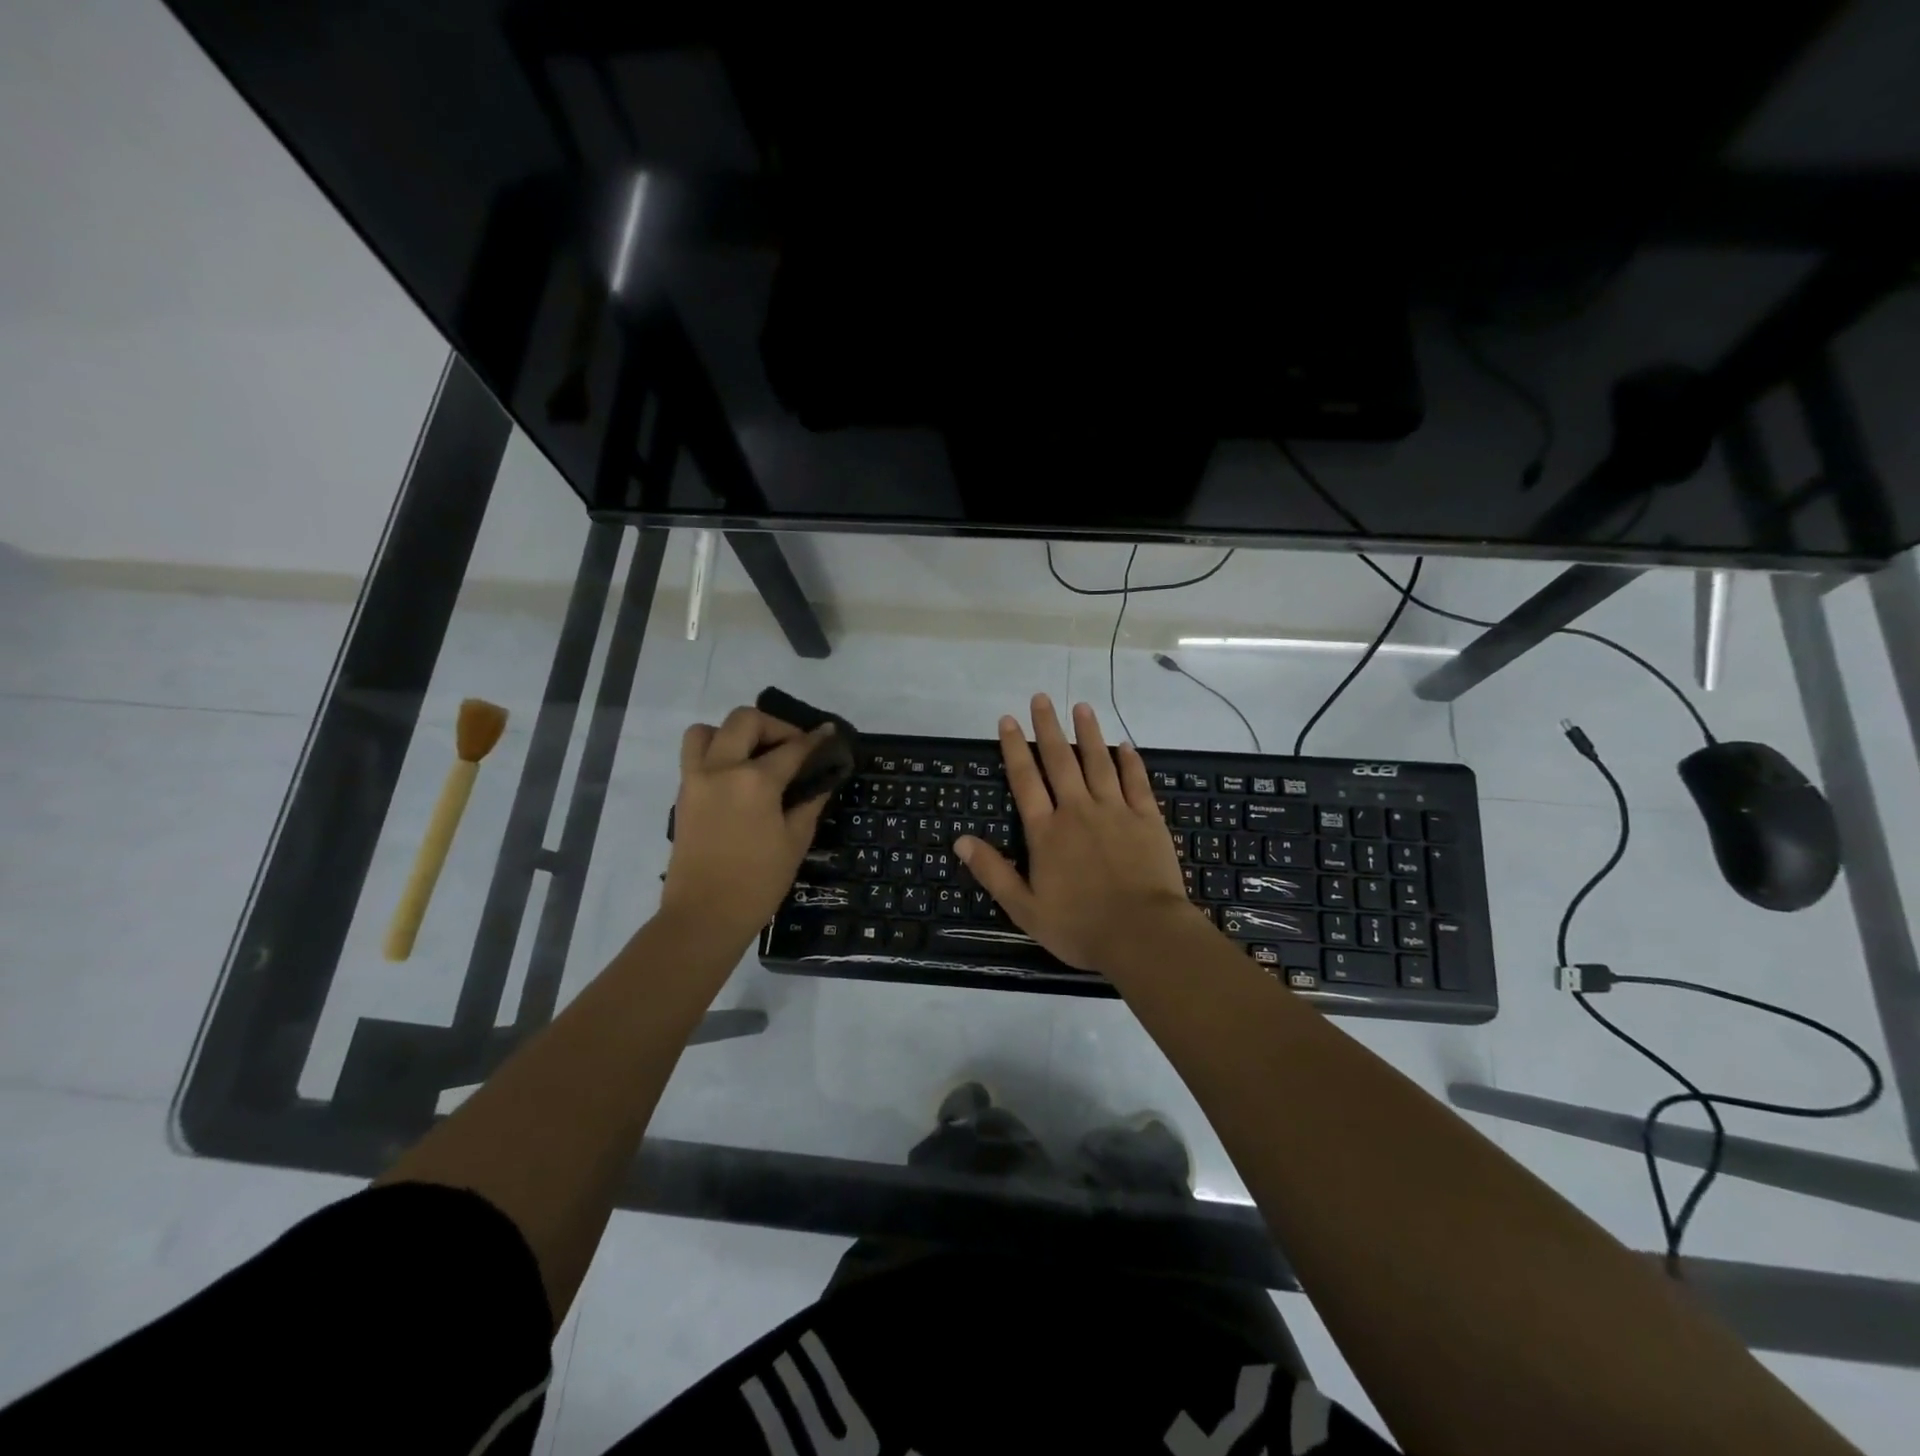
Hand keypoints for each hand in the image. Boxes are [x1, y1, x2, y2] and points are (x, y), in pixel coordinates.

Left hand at [660, 707, 836, 950]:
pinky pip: (695, 755)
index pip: (792, 748)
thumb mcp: (795, 841)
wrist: (704, 915)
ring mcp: (696, 779)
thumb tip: (822, 780)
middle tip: (792, 748)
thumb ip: (809, 802)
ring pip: (708, 730)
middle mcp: (721, 769)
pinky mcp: (683, 794)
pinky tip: (737, 778)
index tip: (829, 733)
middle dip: (774, 726)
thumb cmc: (758, 882)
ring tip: (754, 755)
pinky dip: (716, 752)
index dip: (815, 739)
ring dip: (734, 733)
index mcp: (755, 781)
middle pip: (745, 721)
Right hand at [954, 695, 1191, 971]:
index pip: (1025, 781)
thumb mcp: (1024, 908)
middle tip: (1041, 698)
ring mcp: (1115, 811)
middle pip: (1060, 760)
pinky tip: (1124, 745)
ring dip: (1088, 733)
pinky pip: (1136, 782)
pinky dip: (1129, 761)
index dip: (1014, 748)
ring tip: (1080, 707)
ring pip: (1098, 762)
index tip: (1007, 720)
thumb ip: (993, 871)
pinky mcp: (1146, 819)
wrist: (1142, 934)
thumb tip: (960, 840)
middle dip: (1047, 727)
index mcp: (1046, 832)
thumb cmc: (1079, 926)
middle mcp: (1077, 811)